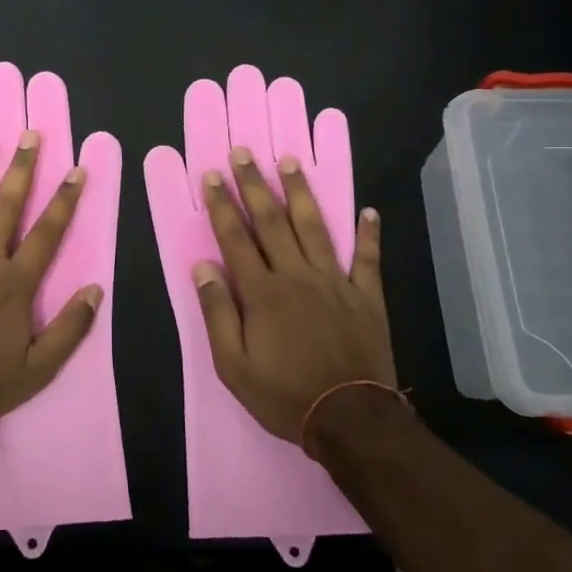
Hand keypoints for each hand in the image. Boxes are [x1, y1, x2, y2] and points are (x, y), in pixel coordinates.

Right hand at [193, 148, 395, 442]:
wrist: (350, 419)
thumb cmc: (284, 394)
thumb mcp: (233, 365)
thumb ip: (218, 312)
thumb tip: (202, 266)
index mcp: (263, 292)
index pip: (236, 238)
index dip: (222, 205)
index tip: (213, 176)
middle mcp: (297, 275)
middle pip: (272, 221)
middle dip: (254, 184)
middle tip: (244, 152)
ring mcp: (335, 282)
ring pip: (314, 227)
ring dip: (301, 192)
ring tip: (290, 161)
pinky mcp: (365, 296)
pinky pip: (367, 258)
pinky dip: (368, 234)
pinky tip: (368, 211)